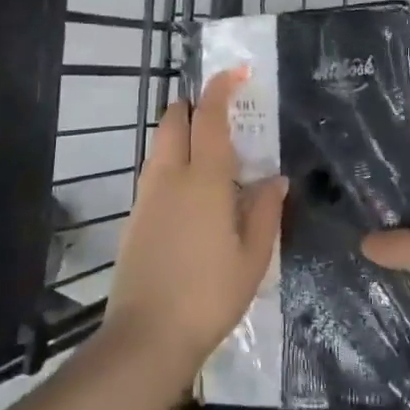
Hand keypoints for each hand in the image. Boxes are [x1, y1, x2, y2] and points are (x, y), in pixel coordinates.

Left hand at [103, 69, 287, 380]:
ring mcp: (146, 197)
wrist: (146, 338)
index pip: (210, 118)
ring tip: (210, 156)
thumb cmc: (210, 295)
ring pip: (160, 146)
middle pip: (174, 121)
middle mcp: (170, 178)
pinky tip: (192, 195)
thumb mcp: (253, 256)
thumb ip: (266, 210)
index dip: (221, 88)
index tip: (236, 72)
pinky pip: (154, 173)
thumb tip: (275, 179)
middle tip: (220, 115)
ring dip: (181, 134)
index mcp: (205, 181)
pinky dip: (172, 163)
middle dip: (193, 106)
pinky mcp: (134, 218)